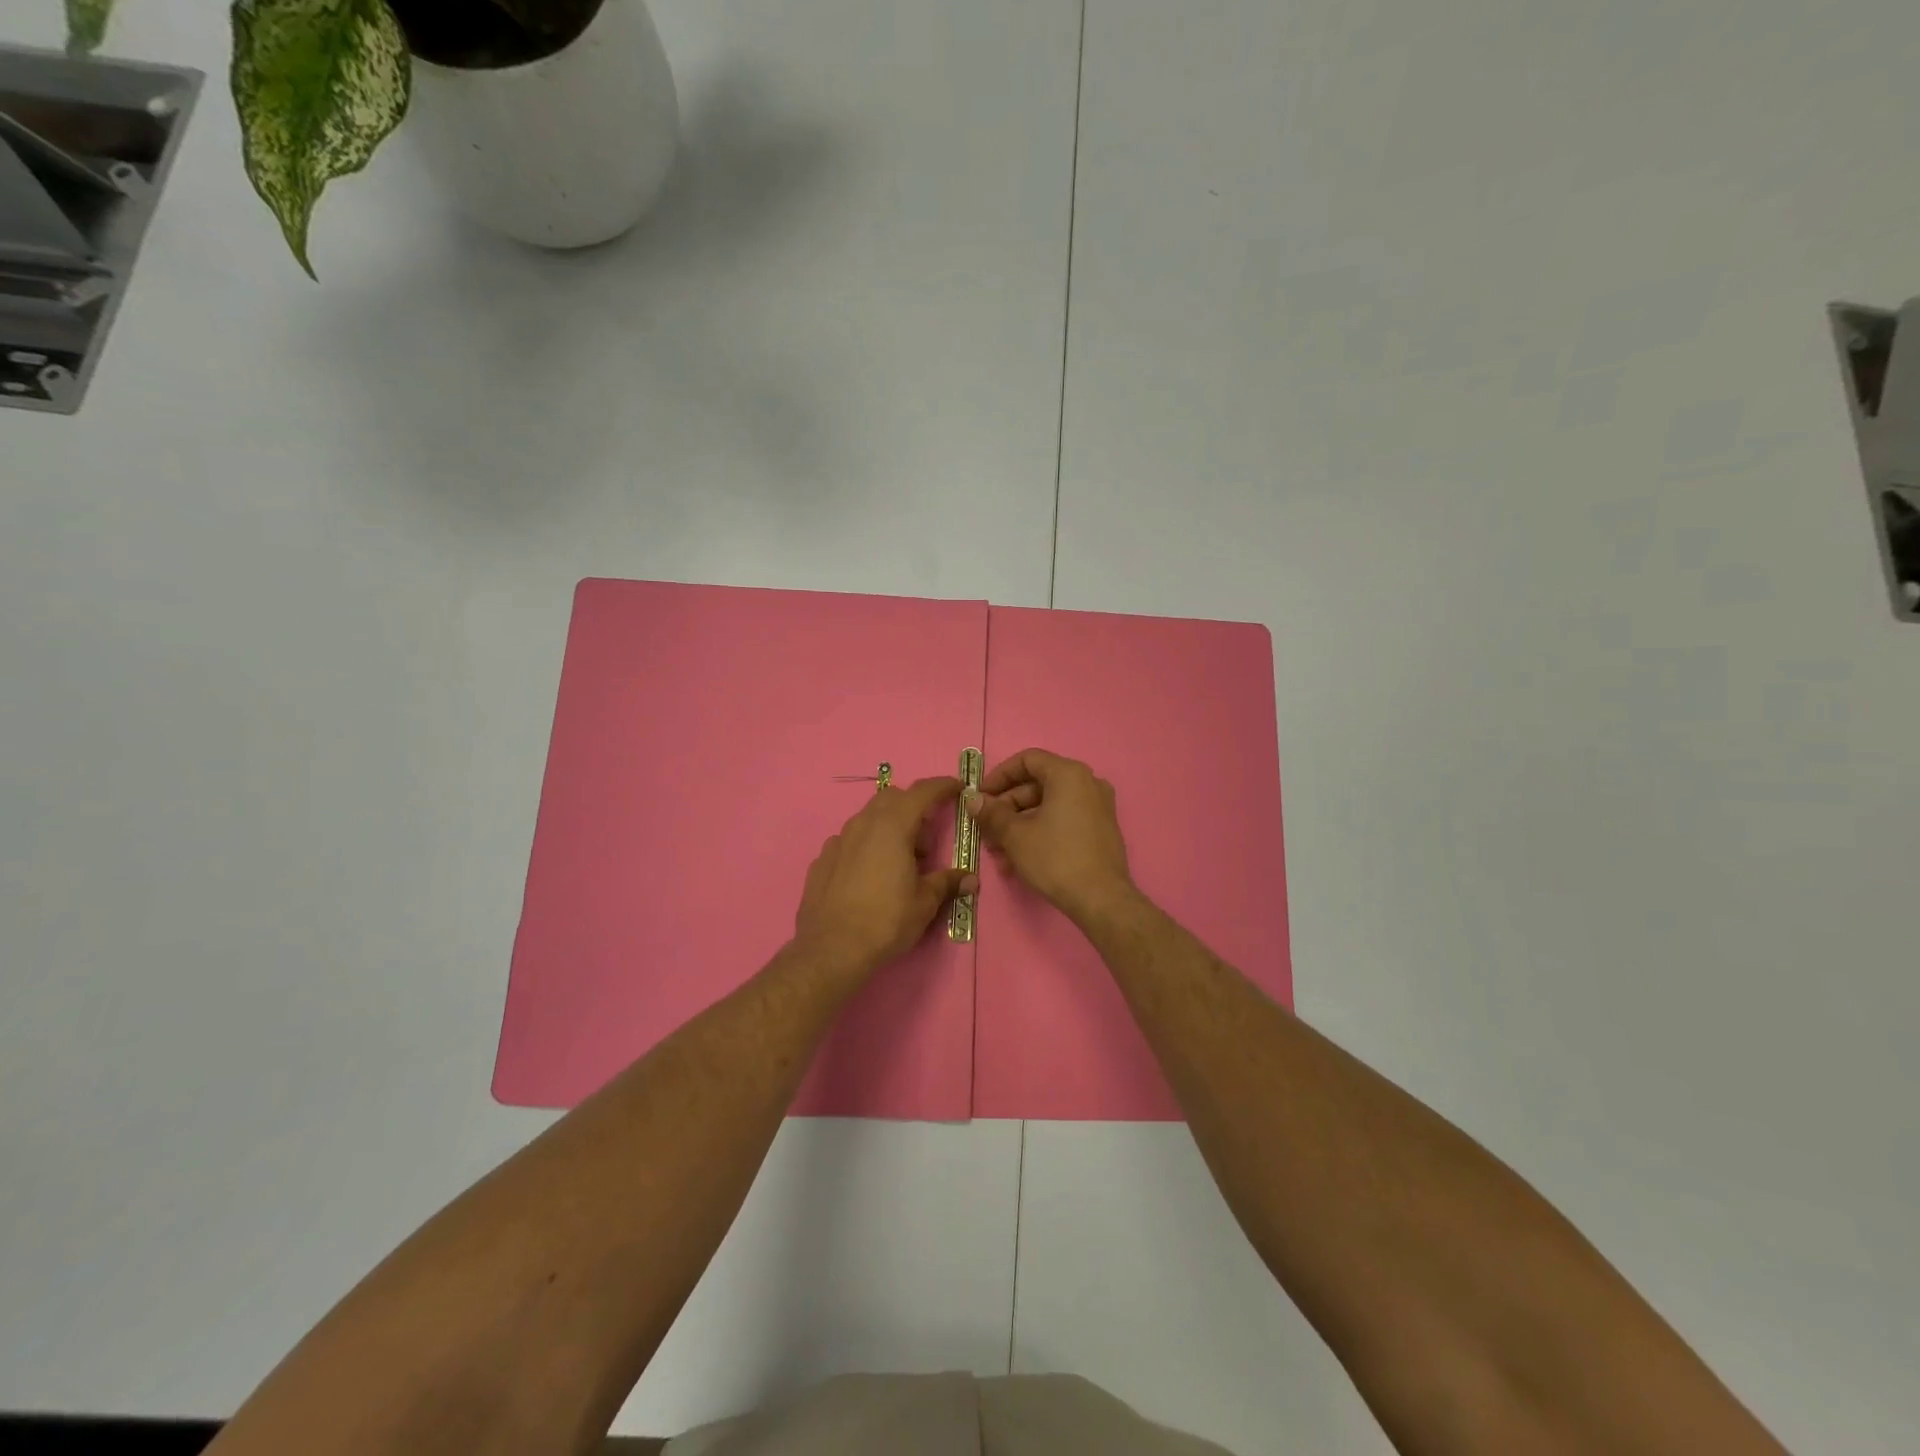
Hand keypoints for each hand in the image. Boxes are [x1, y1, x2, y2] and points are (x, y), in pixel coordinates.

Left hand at [793, 776, 977, 979]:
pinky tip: (869, 875)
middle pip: (891, 798)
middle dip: (913, 807)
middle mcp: (862, 825)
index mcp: (892, 827)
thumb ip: (946, 883)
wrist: (830, 950)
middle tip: (925, 840)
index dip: (942, 786)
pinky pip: (849, 841)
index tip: (957, 788)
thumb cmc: (885, 921)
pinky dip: (865, 847)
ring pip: (867, 818)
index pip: (921, 792)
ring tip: (899, 861)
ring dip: (888, 827)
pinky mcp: (821, 860)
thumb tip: (970, 879)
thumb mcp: (924, 903)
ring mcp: (837, 841)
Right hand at [969, 749, 1133, 925]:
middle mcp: (1087, 783)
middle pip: (1037, 785)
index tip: (981, 796)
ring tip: (998, 853)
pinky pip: (1063, 820)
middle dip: (1007, 808)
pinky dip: (1040, 832)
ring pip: (1048, 807)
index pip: (1027, 760)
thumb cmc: (1056, 858)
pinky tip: (1018, 861)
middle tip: (986, 830)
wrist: (1101, 899)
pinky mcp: (1100, 829)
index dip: (999, 776)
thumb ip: (991, 813)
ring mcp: (1097, 806)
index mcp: (1068, 774)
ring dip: (1019, 825)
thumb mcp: (1015, 835)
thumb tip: (973, 800)